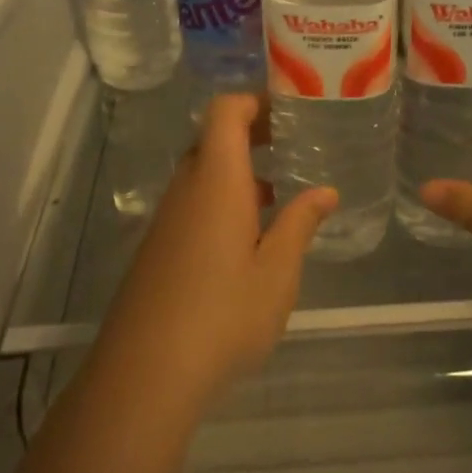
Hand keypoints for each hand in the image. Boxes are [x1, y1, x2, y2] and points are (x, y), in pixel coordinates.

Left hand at [100, 94, 336, 408]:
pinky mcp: (158, 247)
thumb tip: (325, 191)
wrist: (145, 372)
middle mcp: (186, 189)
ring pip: (203, 173)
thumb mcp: (277, 272)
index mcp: (216, 180)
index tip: (289, 109)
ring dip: (238, 170)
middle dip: (252, 133)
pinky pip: (193, 203)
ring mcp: (167, 219)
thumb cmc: (223, 315)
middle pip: (213, 138)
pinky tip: (249, 237)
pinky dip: (222, 199)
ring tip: (280, 189)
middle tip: (293, 143)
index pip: (224, 112)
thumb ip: (300, 224)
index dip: (254, 100)